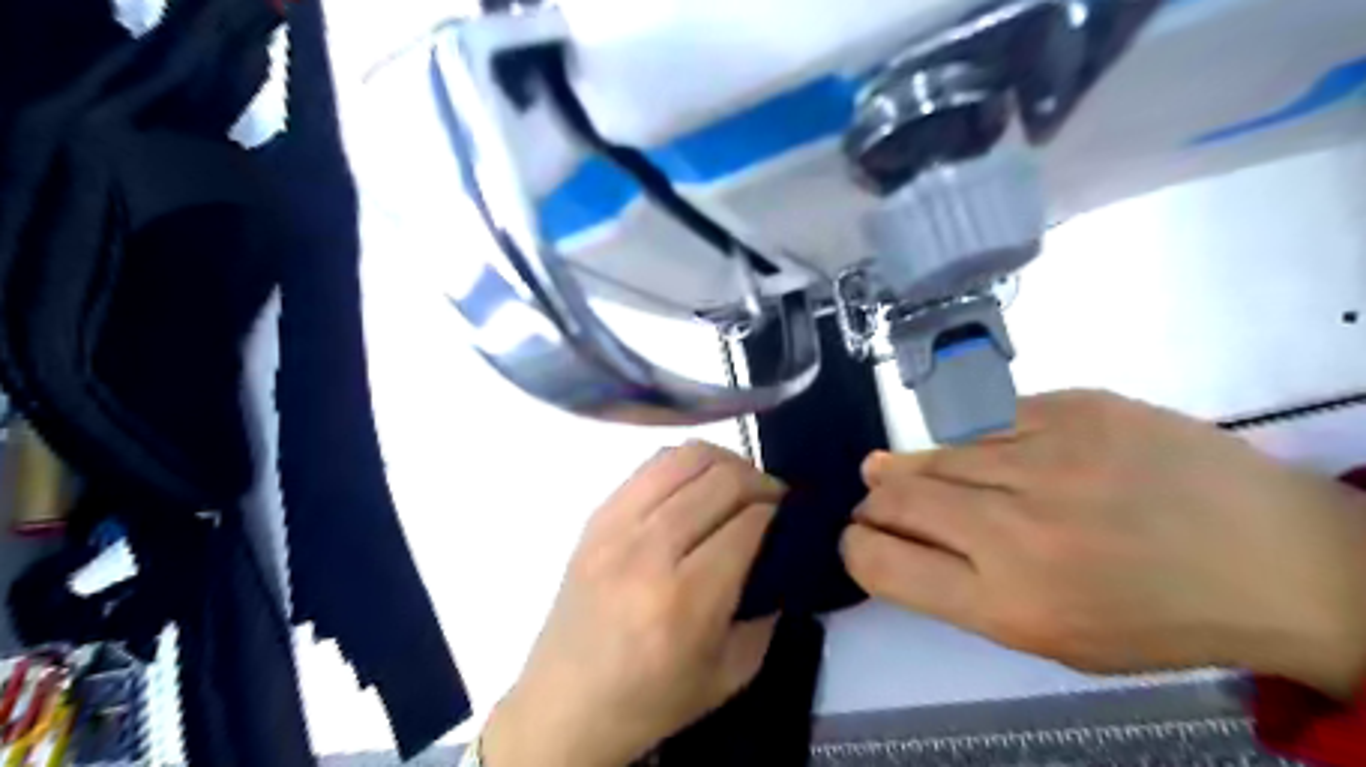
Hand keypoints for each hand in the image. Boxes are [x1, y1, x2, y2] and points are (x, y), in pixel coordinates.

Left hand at [481, 440, 784, 764]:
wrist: (565, 702)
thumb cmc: (650, 699)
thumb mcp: (730, 675)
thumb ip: (769, 615)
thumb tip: (784, 557)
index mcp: (685, 599)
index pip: (747, 524)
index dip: (777, 511)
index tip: (790, 515)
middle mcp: (649, 551)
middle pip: (721, 482)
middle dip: (760, 481)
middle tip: (774, 497)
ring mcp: (616, 526)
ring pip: (685, 458)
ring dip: (726, 461)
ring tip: (739, 480)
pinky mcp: (596, 516)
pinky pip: (651, 464)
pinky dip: (686, 462)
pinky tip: (698, 481)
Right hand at [840, 392, 1364, 697]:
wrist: (1277, 559)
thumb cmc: (1156, 616)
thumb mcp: (1052, 637)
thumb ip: (964, 591)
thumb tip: (898, 542)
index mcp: (1008, 603)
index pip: (882, 564)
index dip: (855, 546)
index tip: (859, 537)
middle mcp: (1015, 529)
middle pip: (897, 500)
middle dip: (873, 502)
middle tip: (875, 499)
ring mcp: (1046, 459)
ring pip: (935, 454)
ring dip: (907, 466)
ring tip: (895, 468)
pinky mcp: (1075, 408)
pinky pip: (987, 420)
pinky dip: (966, 438)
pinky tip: (970, 449)